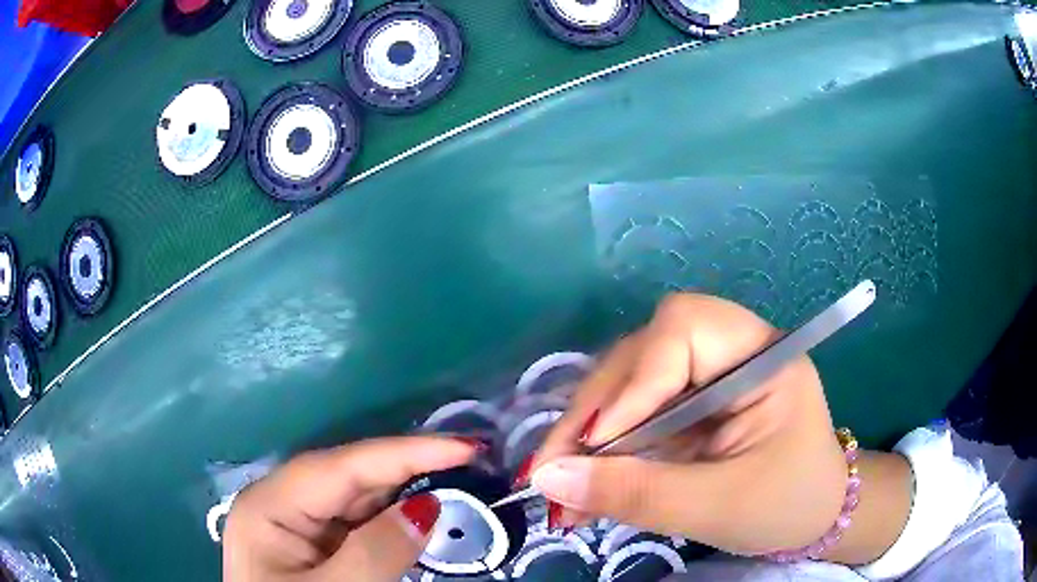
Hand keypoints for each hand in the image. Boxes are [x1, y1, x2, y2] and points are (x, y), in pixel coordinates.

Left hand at [223, 436, 477, 581]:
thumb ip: (375, 553)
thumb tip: (427, 507)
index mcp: (269, 505)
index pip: (341, 466)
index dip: (404, 452)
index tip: (465, 448)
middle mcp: (279, 501)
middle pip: (349, 476)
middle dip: (409, 467)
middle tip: (470, 463)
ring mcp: (295, 522)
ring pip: (356, 496)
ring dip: (405, 491)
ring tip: (457, 482)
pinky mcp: (312, 541)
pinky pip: (357, 521)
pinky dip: (393, 519)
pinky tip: (421, 515)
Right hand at [528, 293, 848, 555]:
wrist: (812, 518)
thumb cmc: (787, 506)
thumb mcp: (717, 506)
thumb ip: (638, 494)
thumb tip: (549, 478)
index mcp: (761, 357)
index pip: (684, 328)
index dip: (635, 380)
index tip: (597, 444)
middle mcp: (729, 351)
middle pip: (644, 353)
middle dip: (594, 413)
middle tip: (553, 471)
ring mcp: (706, 377)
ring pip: (627, 383)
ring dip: (587, 434)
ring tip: (561, 486)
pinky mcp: (688, 404)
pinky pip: (633, 412)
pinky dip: (602, 449)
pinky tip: (584, 483)